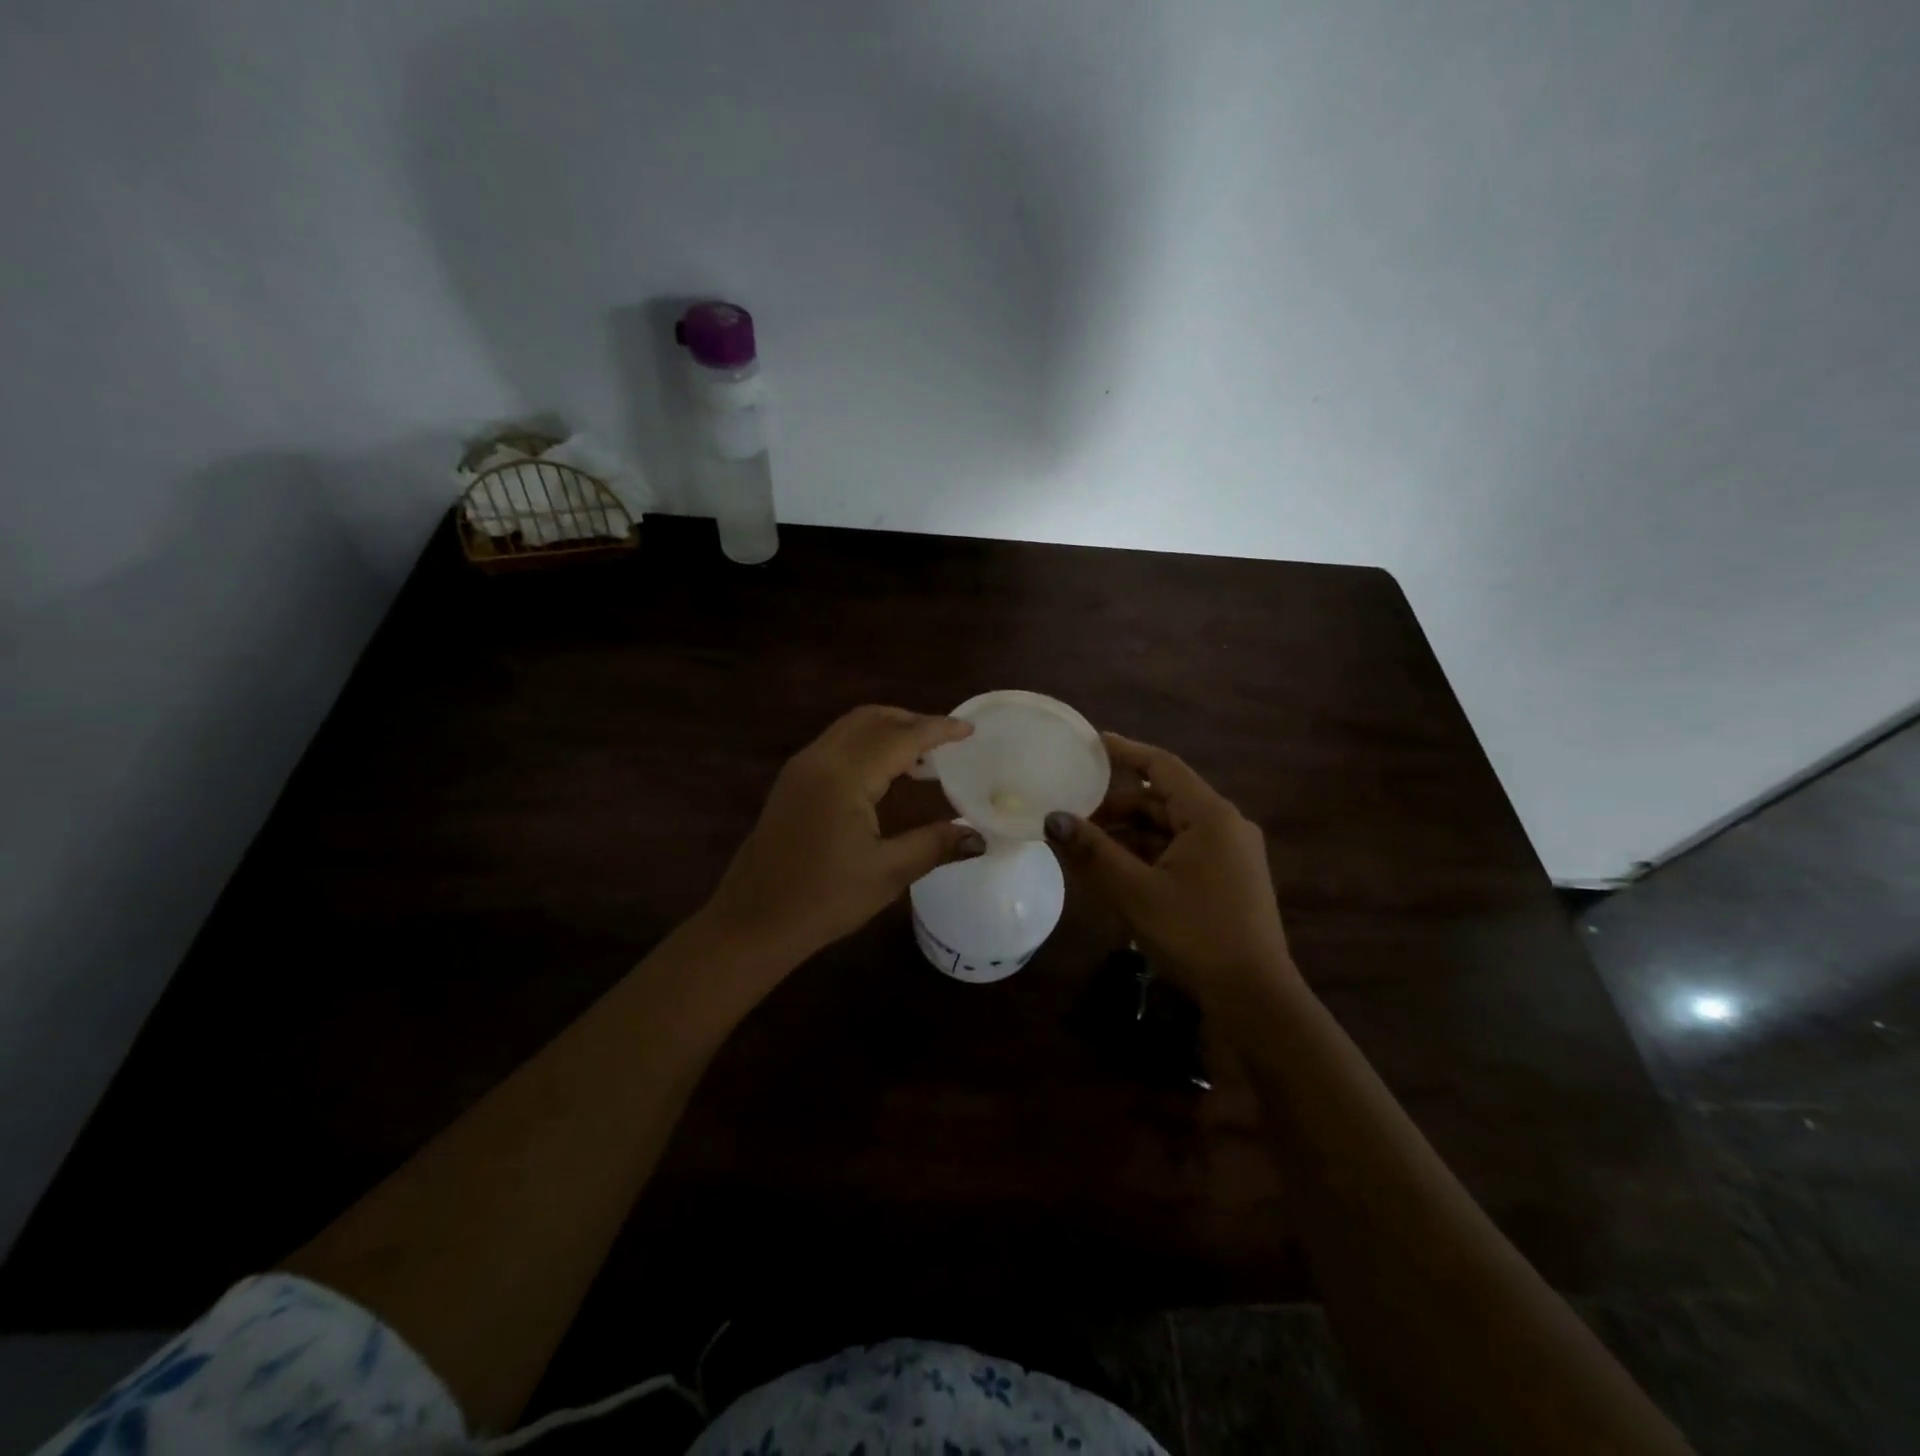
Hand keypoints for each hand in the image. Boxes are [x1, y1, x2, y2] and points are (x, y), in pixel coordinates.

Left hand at [702, 705, 986, 965]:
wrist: (752, 923)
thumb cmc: (822, 900)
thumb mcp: (887, 873)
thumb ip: (935, 845)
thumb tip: (978, 836)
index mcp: (844, 775)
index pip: (900, 737)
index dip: (938, 729)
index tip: (969, 729)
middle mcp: (819, 759)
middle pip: (871, 719)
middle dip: (912, 721)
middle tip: (947, 740)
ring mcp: (800, 769)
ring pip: (850, 728)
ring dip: (887, 730)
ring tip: (922, 756)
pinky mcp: (791, 783)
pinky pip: (836, 744)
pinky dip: (866, 744)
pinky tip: (885, 774)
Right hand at [1044, 732, 1297, 1005]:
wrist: (1255, 999)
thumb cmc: (1195, 935)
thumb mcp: (1135, 892)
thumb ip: (1092, 852)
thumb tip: (1052, 818)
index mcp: (1210, 816)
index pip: (1161, 766)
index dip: (1124, 752)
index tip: (1090, 744)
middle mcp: (1225, 825)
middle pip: (1163, 799)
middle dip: (1118, 805)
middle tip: (1074, 812)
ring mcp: (1230, 853)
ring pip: (1170, 828)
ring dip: (1130, 833)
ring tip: (1087, 845)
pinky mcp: (1228, 878)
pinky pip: (1181, 851)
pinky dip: (1148, 854)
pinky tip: (1118, 871)